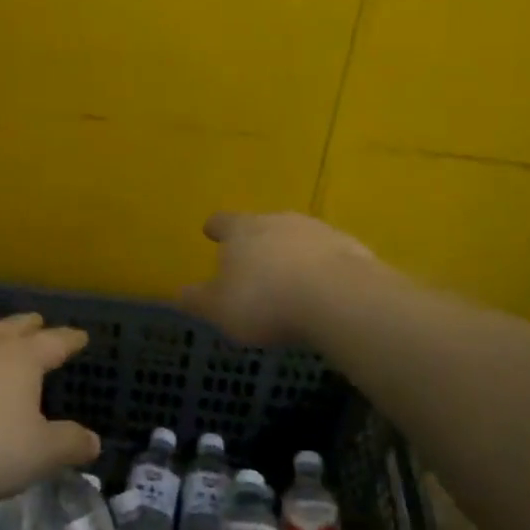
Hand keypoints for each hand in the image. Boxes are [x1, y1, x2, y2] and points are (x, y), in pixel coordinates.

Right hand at [179, 211, 376, 346]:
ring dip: (292, 255)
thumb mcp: (220, 309)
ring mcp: (317, 230)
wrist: (337, 297)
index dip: (216, 229)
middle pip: (262, 226)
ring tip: (290, 282)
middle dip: (257, 243)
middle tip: (254, 266)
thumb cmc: (265, 301)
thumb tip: (180, 292)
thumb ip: (198, 299)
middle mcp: (278, 220)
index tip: (211, 232)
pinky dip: (321, 269)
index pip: (223, 222)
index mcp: (242, 230)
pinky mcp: (349, 248)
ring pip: (297, 238)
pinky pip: (328, 256)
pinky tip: (322, 292)